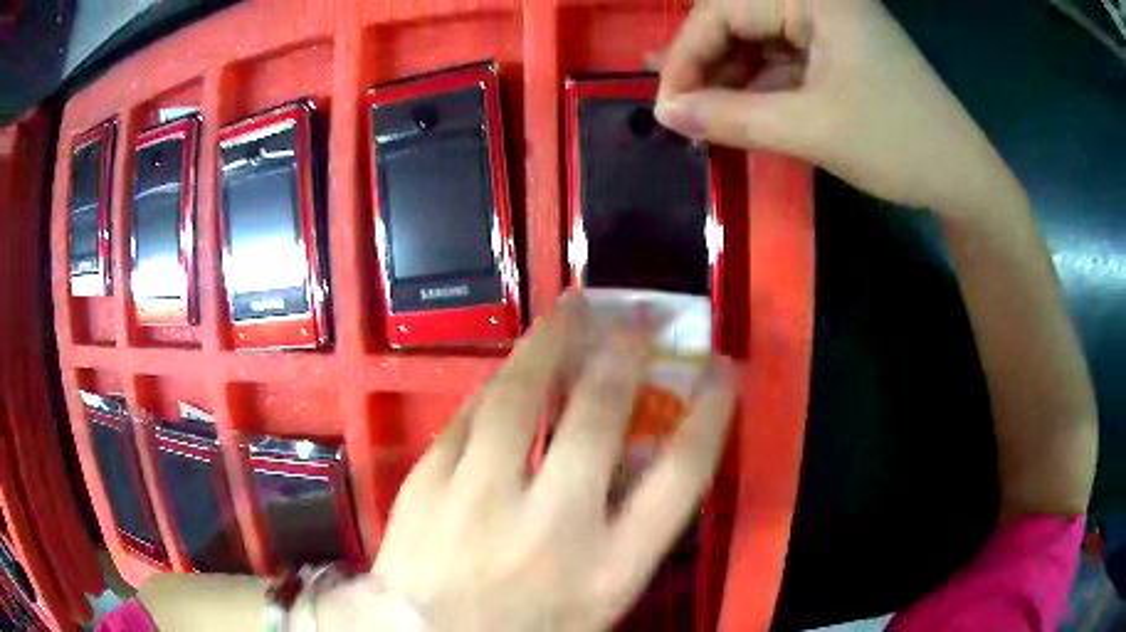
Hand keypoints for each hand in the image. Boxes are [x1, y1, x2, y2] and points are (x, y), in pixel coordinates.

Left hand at [348, 298, 735, 630]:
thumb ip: (625, 532)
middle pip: (598, 417)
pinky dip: (496, 386)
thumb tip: (640, 458)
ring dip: (553, 342)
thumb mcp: (599, 599)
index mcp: (608, 566)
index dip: (711, 416)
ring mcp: (480, 496)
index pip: (681, 477)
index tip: (722, 374)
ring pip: (521, 396)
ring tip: (573, 308)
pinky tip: (510, 368)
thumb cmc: (525, 630)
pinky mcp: (428, 481)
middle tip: (640, 316)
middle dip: (626, 354)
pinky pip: (468, 415)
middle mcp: (551, 523)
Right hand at [654, 0, 1022, 217]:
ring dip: (727, 75)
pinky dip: (757, 83)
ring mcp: (830, 23)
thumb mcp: (811, 129)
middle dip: (704, 63)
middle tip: (677, 109)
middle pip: (737, 18)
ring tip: (697, 111)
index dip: (687, 56)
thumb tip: (665, 114)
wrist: (963, 179)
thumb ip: (731, 117)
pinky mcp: (838, 50)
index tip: (664, 108)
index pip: (723, 10)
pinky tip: (737, 108)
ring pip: (757, 38)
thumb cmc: (898, 145)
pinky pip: (782, 57)